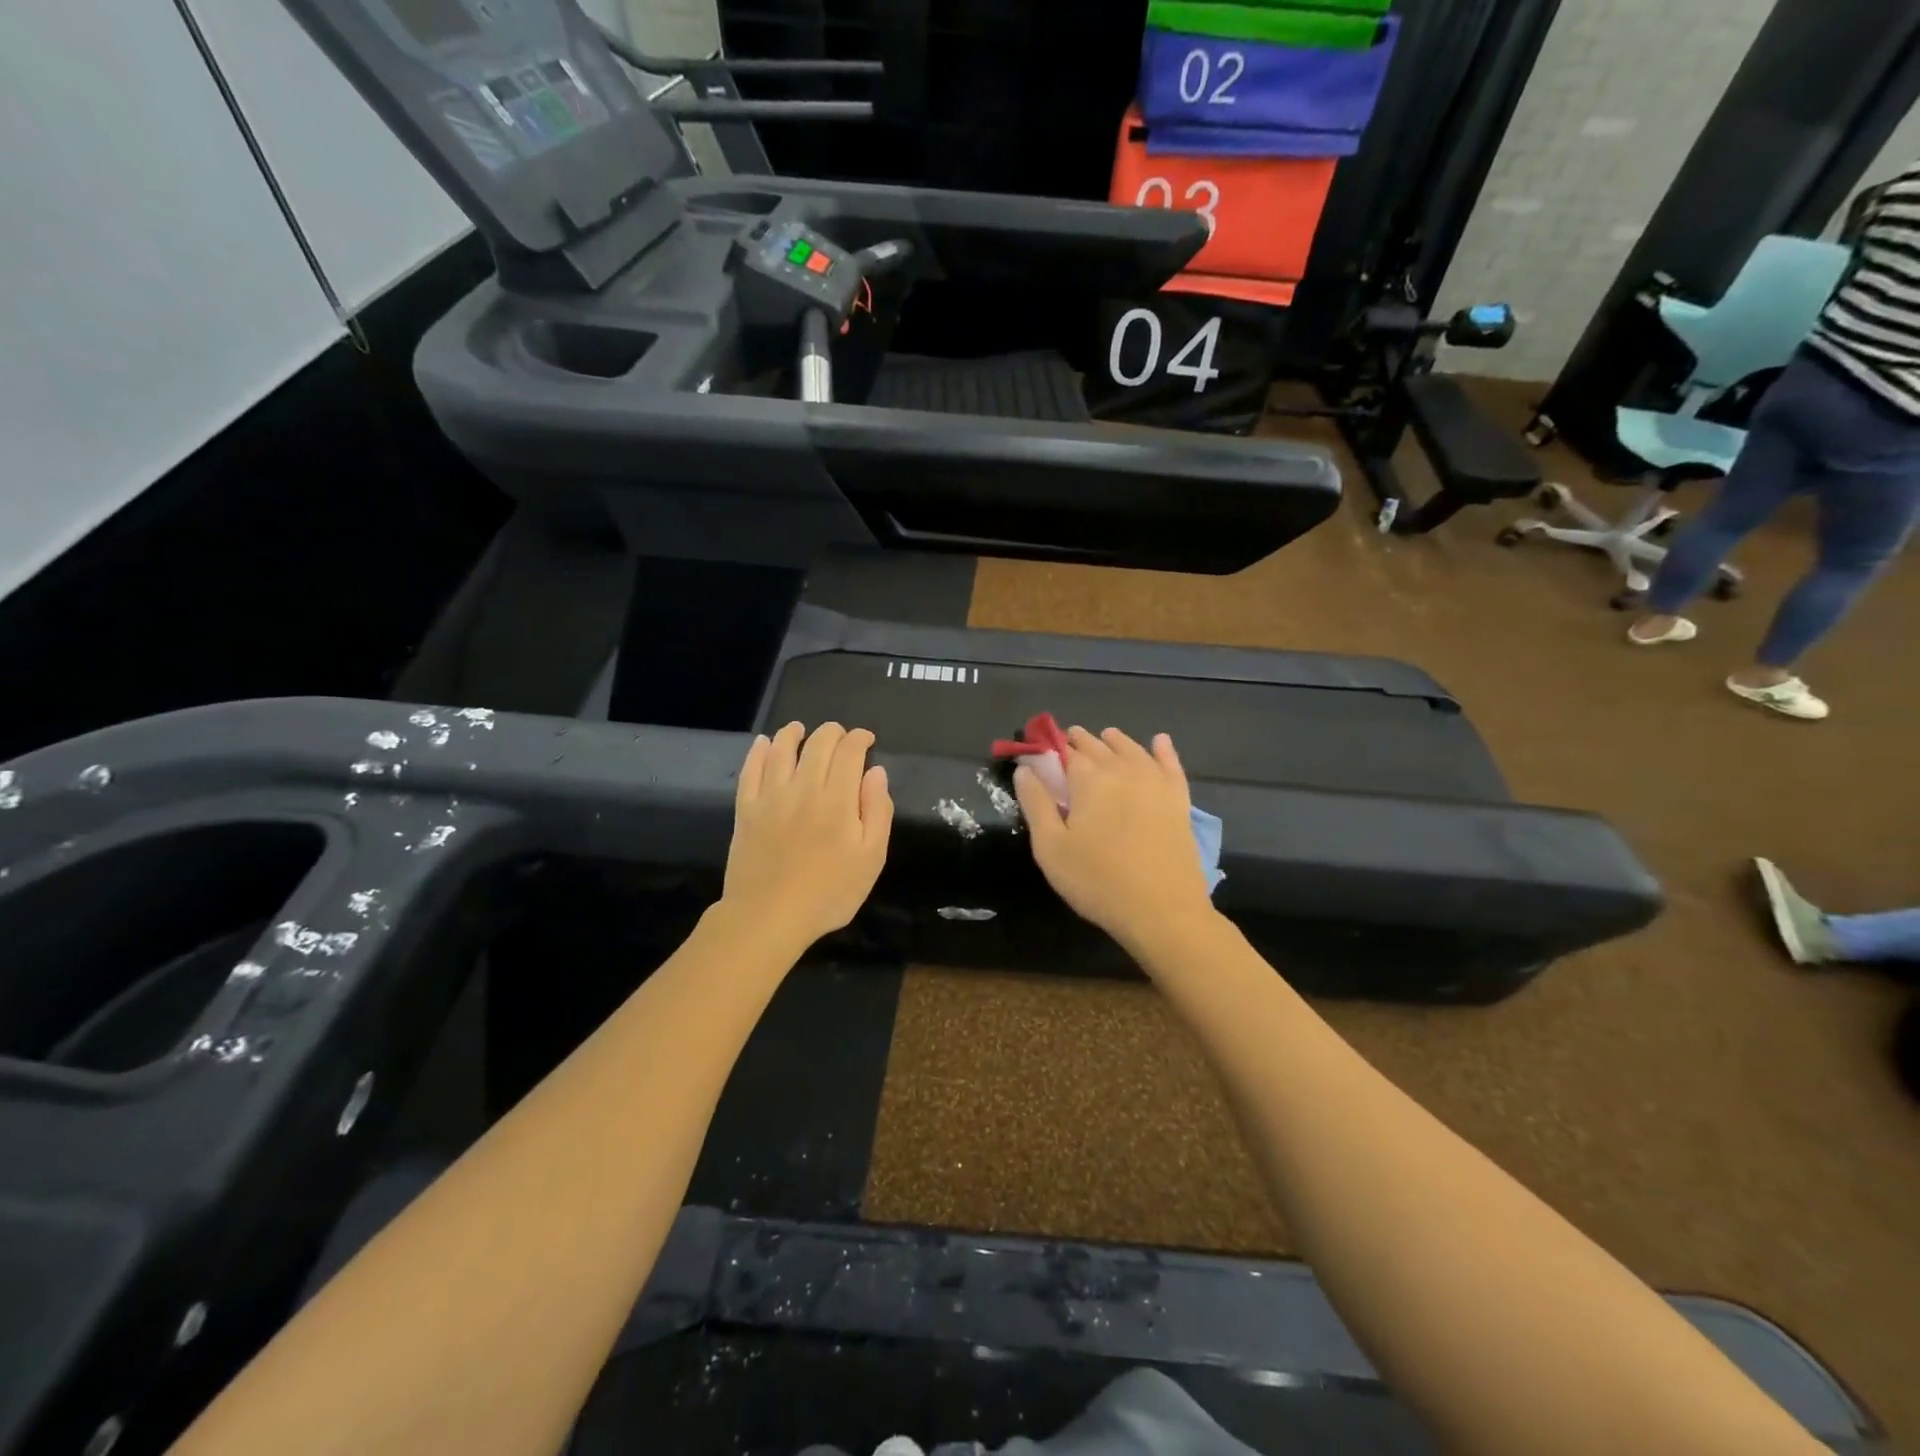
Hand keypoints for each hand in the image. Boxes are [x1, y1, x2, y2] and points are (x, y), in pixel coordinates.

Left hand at [721, 722, 892, 948]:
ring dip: (794, 733)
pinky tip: (764, 744)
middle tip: (841, 736)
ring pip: (782, 749)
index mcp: (838, 799)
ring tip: (801, 729)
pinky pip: (751, 769)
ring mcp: (770, 796)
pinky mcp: (746, 809)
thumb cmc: (828, 893)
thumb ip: (878, 811)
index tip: (867, 740)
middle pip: (818, 744)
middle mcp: (803, 788)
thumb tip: (876, 772)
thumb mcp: (871, 859)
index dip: (860, 738)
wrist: (768, 917)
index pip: (850, 751)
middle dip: (833, 732)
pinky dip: (759, 751)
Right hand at [1015, 727, 1217, 952]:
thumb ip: (1036, 804)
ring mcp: (1155, 783)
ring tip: (1105, 737)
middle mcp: (1123, 770)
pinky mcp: (1179, 800)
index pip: (1066, 751)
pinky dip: (1163, 750)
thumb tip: (1025, 770)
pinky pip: (1170, 764)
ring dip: (1115, 741)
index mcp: (1089, 779)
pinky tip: (1159, 741)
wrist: (1162, 910)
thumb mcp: (1051, 848)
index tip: (1041, 748)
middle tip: (1068, 742)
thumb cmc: (1098, 881)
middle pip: (1098, 746)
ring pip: (1132, 749)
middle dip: (1080, 741)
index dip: (1052, 748)